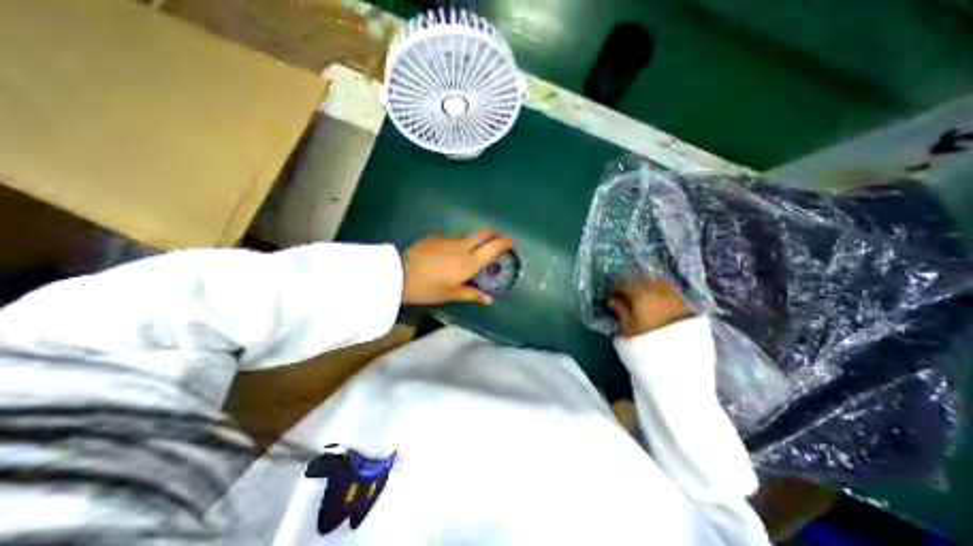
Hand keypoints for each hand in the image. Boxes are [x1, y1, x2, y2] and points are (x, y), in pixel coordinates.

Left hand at [402, 227, 515, 307]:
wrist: (398, 275)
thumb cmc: (428, 289)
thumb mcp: (451, 294)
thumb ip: (472, 294)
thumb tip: (489, 300)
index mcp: (469, 262)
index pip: (494, 246)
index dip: (506, 242)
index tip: (513, 241)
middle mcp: (462, 246)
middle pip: (484, 232)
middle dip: (494, 234)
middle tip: (494, 243)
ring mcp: (448, 239)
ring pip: (467, 235)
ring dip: (472, 242)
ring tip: (466, 256)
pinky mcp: (435, 236)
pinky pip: (452, 238)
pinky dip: (455, 244)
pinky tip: (446, 256)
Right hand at [606, 278, 691, 335]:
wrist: (683, 356)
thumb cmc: (648, 342)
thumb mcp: (628, 328)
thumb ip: (621, 311)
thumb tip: (613, 300)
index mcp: (640, 293)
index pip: (624, 284)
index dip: (615, 288)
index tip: (611, 295)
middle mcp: (657, 288)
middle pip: (641, 280)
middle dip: (631, 286)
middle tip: (624, 295)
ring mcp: (673, 294)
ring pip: (656, 283)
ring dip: (646, 287)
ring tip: (640, 298)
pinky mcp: (685, 302)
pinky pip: (668, 290)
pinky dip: (659, 292)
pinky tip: (655, 302)